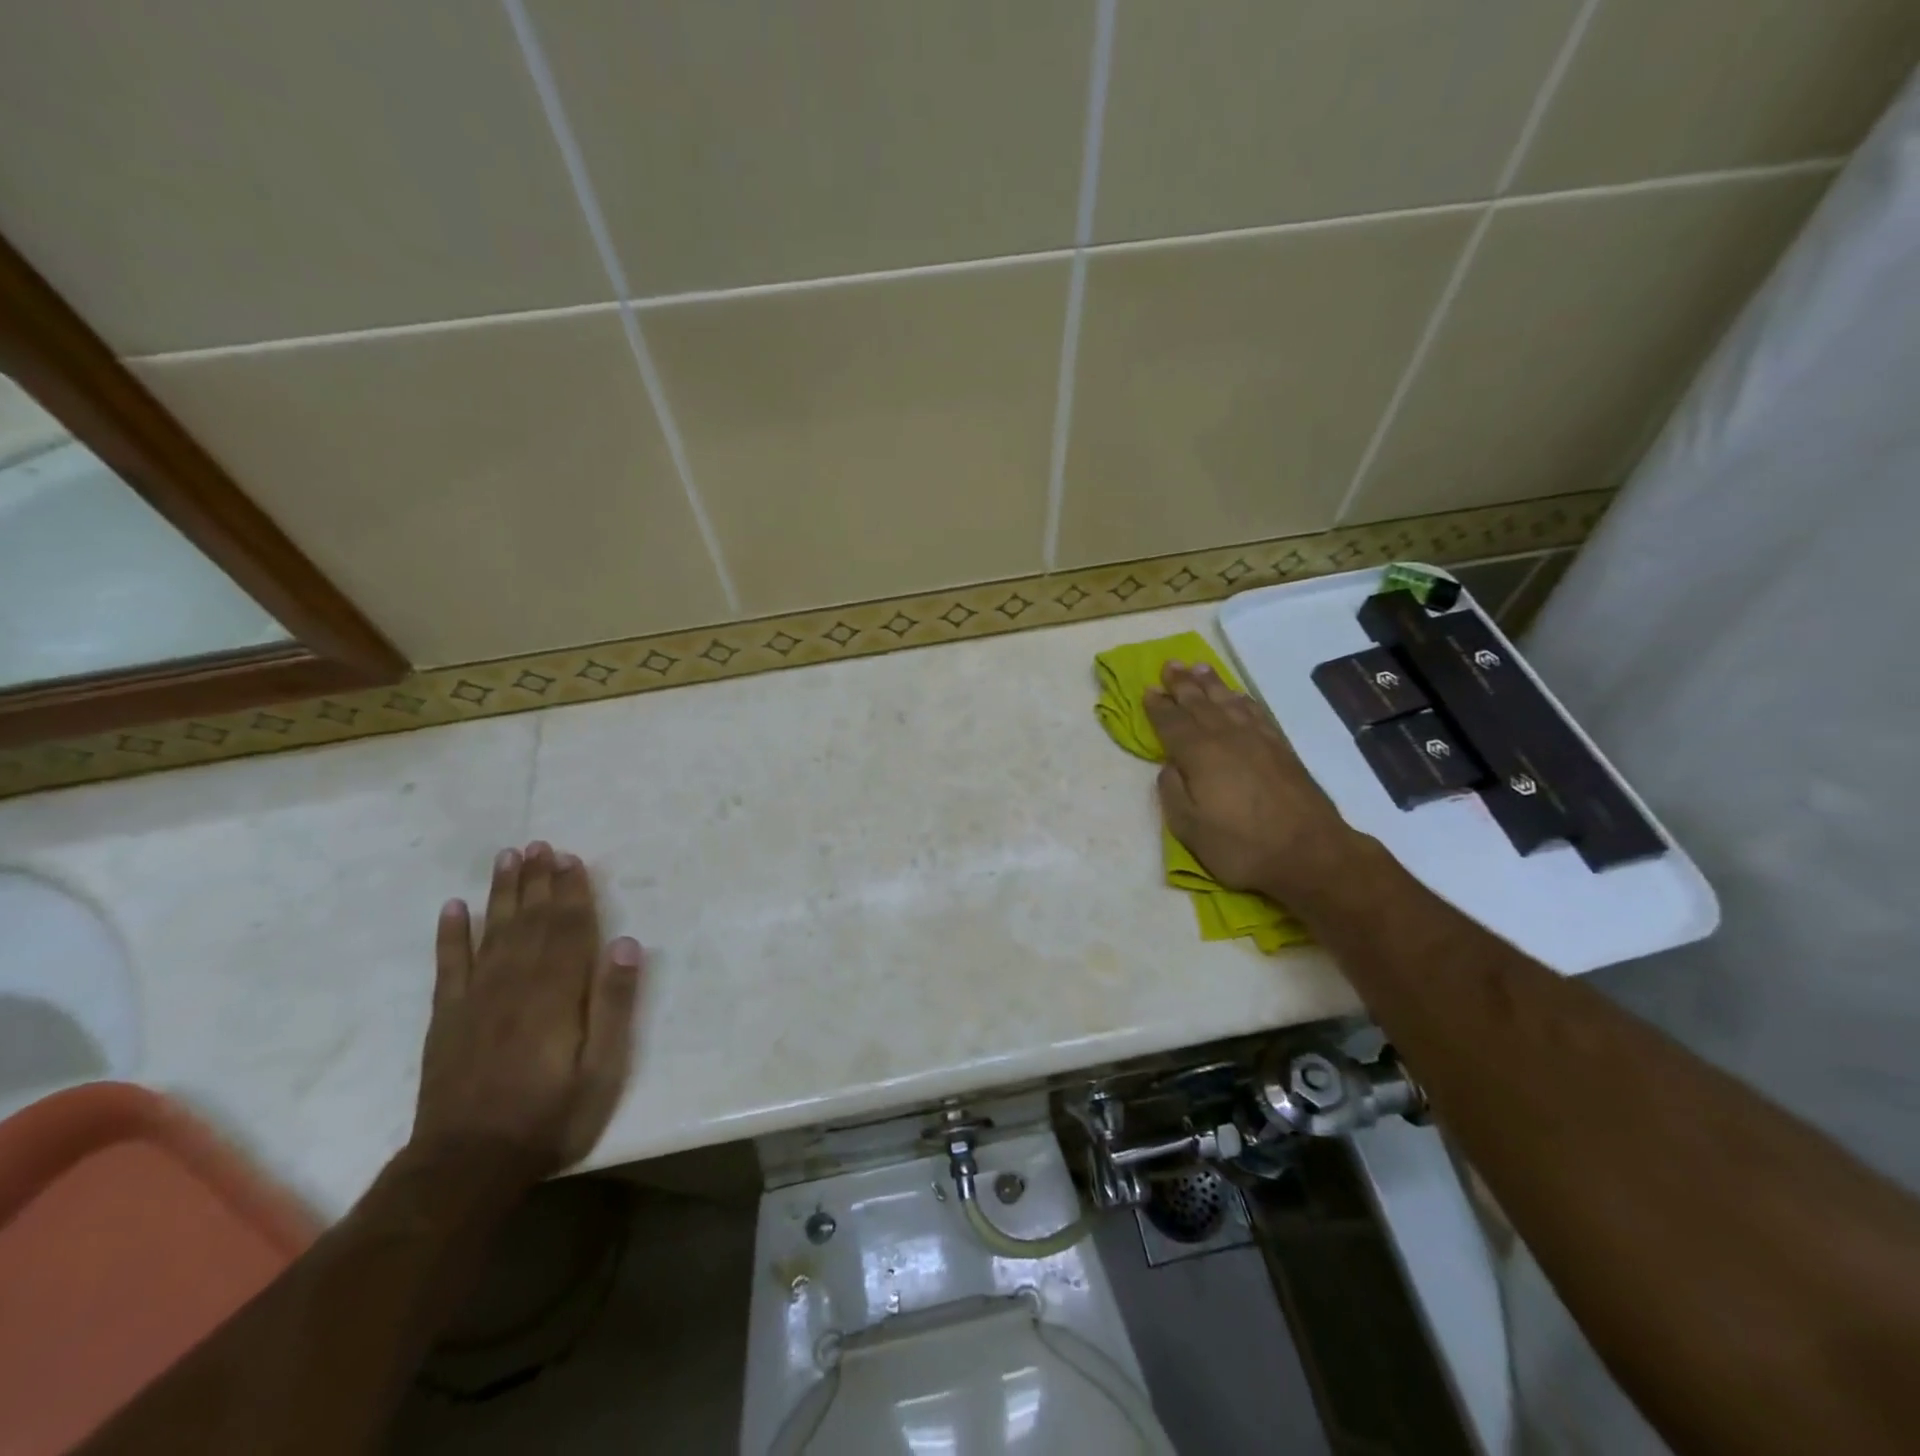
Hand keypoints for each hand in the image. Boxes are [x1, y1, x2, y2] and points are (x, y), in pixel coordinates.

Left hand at [411, 841, 642, 1181]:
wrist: (467, 1165)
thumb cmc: (549, 1116)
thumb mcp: (601, 1069)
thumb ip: (613, 1004)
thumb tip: (625, 944)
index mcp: (556, 992)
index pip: (567, 928)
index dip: (572, 892)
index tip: (572, 859)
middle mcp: (515, 983)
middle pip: (530, 920)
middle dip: (538, 880)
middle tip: (540, 845)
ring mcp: (476, 998)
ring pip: (493, 931)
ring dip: (502, 893)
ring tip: (508, 858)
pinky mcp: (447, 1018)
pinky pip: (449, 966)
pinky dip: (452, 934)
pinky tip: (454, 908)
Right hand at [1145, 662, 1368, 907]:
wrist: (1310, 853)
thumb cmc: (1242, 846)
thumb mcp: (1190, 828)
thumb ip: (1172, 792)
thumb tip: (1169, 765)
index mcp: (1200, 755)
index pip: (1172, 723)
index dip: (1158, 706)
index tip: (1148, 689)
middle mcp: (1228, 738)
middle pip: (1200, 704)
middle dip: (1182, 684)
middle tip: (1170, 664)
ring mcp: (1258, 740)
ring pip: (1229, 702)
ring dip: (1212, 684)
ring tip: (1199, 668)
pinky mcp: (1281, 749)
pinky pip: (1256, 713)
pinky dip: (1243, 699)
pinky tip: (1237, 696)